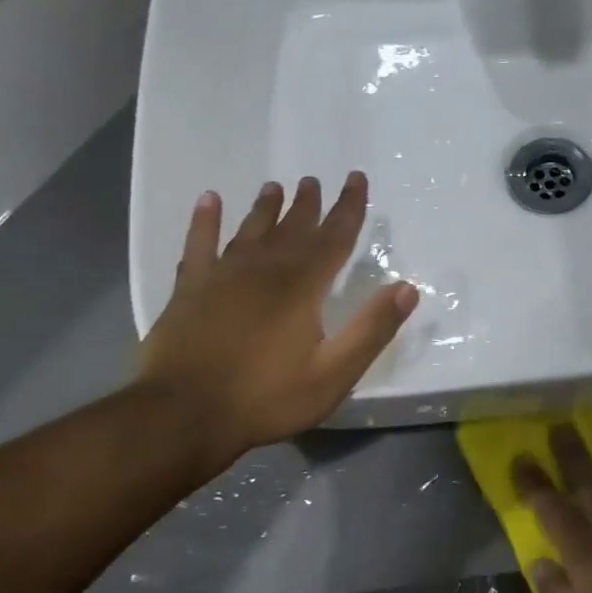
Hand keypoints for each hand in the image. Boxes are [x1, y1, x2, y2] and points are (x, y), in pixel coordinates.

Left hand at [137, 172, 417, 469]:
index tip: (356, 178)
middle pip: (292, 228)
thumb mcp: (334, 373)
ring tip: (274, 187)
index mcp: (302, 287)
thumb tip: (407, 288)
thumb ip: (372, 329)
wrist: (184, 414)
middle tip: (313, 180)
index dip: (349, 207)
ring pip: (250, 231)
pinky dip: (204, 221)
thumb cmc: (266, 397)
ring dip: (265, 208)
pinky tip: (208, 200)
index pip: (333, 237)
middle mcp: (264, 270)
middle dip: (308, 204)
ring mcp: (222, 277)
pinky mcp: (189, 290)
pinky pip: (198, 245)